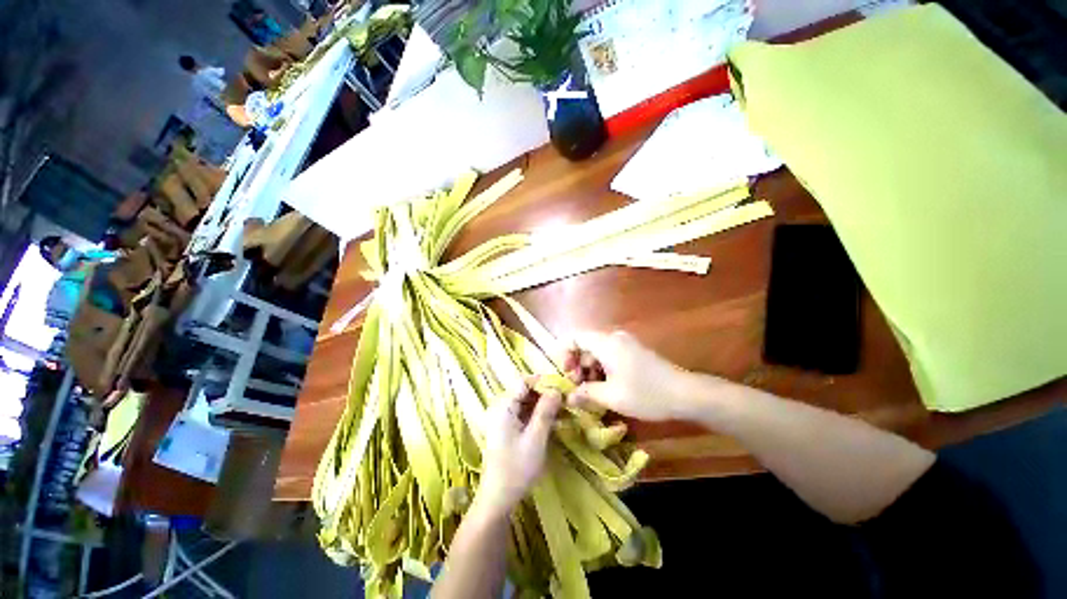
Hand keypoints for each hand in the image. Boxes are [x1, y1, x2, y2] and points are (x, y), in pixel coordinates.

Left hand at [477, 378, 561, 515]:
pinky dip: (537, 414)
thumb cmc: (516, 468)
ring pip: (526, 402)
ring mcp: (503, 418)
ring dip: (543, 404)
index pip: (524, 382)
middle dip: (545, 393)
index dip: (543, 381)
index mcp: (504, 406)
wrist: (498, 499)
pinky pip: (524, 413)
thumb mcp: (535, 438)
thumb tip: (556, 389)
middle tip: (565, 400)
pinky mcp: (507, 428)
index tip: (562, 387)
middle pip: (525, 391)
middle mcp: (501, 407)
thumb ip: (545, 411)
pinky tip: (551, 420)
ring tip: (562, 410)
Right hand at [564, 331, 699, 421]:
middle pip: (585, 345)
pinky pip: (609, 356)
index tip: (565, 375)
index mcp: (606, 343)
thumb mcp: (612, 397)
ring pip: (597, 352)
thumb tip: (569, 396)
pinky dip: (602, 370)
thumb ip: (586, 393)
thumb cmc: (646, 394)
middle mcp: (614, 338)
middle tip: (578, 389)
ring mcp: (625, 344)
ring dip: (590, 370)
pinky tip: (606, 388)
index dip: (564, 353)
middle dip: (577, 366)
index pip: (575, 337)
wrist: (685, 394)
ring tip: (592, 393)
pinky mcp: (633, 352)